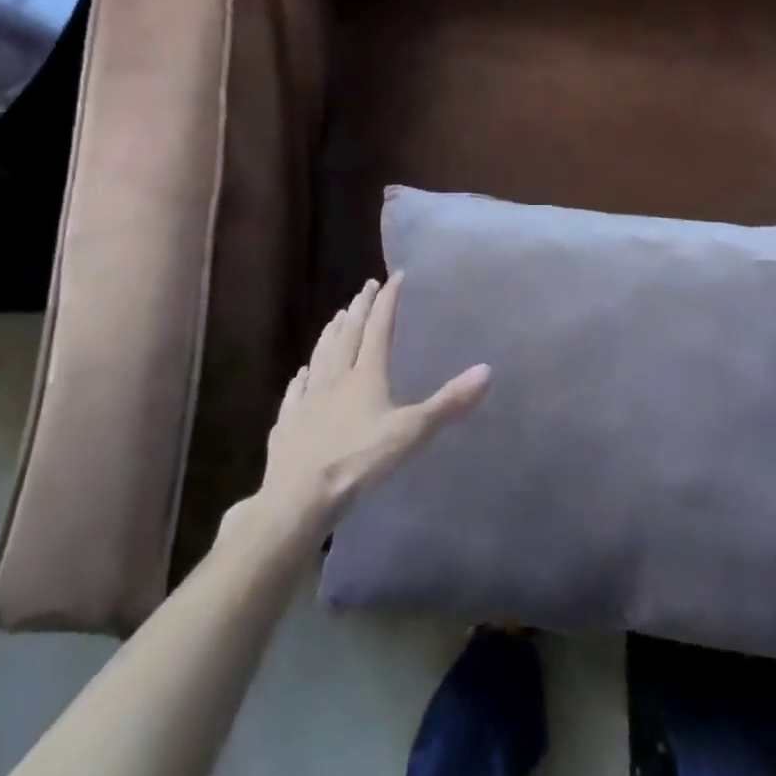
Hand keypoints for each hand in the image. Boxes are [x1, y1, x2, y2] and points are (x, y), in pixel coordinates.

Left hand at [258, 274, 490, 533]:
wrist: (297, 498)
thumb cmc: (358, 461)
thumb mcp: (411, 432)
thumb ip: (448, 402)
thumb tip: (487, 370)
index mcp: (366, 375)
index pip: (379, 328)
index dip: (387, 301)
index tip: (394, 277)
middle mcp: (335, 378)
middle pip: (348, 334)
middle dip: (360, 308)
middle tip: (366, 286)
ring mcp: (308, 400)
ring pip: (321, 355)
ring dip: (331, 332)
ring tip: (338, 316)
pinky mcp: (288, 423)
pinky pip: (296, 391)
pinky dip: (302, 376)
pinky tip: (302, 372)